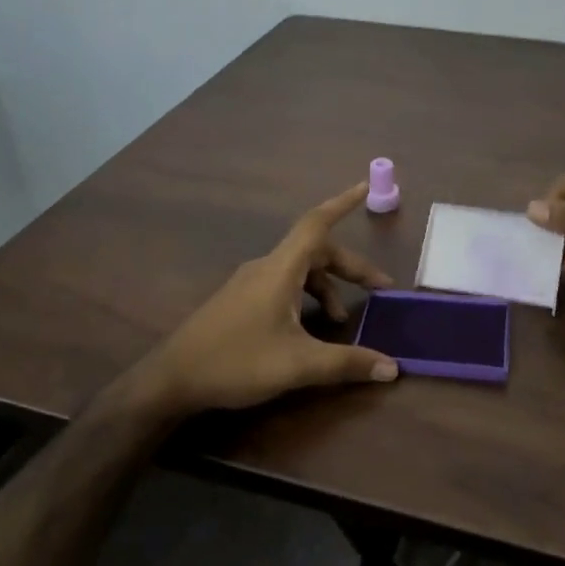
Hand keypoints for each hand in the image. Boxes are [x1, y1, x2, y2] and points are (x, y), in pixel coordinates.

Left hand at [131, 183, 399, 418]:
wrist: (171, 379)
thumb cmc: (236, 362)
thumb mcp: (297, 364)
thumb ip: (347, 363)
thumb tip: (393, 368)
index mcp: (280, 269)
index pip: (317, 223)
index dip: (343, 204)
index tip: (366, 186)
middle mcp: (266, 267)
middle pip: (316, 251)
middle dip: (350, 268)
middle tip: (379, 290)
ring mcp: (250, 283)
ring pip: (299, 271)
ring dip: (327, 287)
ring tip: (342, 320)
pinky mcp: (240, 301)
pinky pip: (284, 285)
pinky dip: (306, 297)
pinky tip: (309, 328)